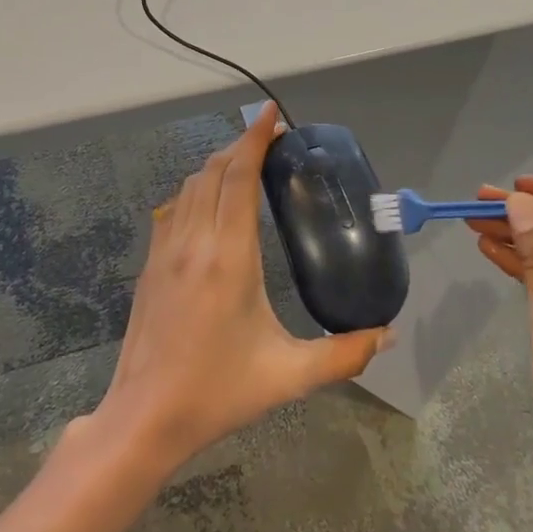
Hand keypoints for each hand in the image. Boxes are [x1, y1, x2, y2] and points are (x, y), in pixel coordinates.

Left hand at [92, 104, 392, 471]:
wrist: (144, 417)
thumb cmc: (218, 392)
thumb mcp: (289, 376)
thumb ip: (344, 354)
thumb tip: (388, 335)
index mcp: (228, 256)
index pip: (239, 176)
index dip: (255, 138)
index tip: (271, 114)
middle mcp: (194, 241)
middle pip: (214, 171)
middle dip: (242, 145)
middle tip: (272, 139)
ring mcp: (165, 250)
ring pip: (190, 186)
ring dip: (218, 165)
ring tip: (246, 165)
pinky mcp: (150, 265)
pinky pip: (174, 208)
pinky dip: (196, 190)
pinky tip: (210, 204)